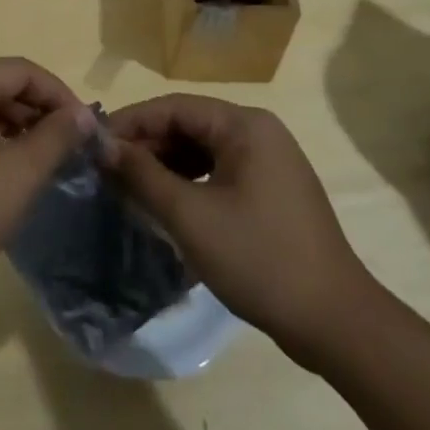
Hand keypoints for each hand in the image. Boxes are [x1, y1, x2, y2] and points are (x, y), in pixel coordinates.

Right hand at [106, 93, 378, 358]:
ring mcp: (269, 162)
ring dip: (165, 165)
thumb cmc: (259, 259)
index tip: (93, 144)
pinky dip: (189, 183)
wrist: (335, 322)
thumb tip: (103, 146)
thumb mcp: (191, 216)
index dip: (131, 122)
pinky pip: (219, 172)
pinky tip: (165, 204)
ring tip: (129, 188)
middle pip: (189, 125)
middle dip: (147, 146)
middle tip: (107, 171)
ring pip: (202, 150)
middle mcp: (259, 132)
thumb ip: (143, 175)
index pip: (175, 107)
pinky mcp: (271, 191)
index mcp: (245, 125)